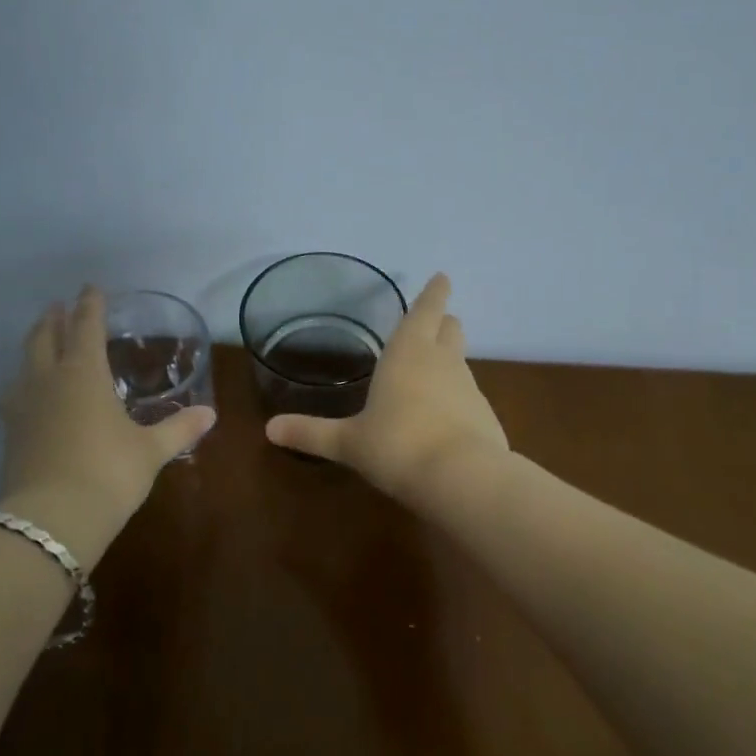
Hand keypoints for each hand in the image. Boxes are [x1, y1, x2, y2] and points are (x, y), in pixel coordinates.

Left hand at [0, 286, 215, 565]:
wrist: (50, 521)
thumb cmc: (108, 473)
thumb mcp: (150, 451)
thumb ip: (178, 429)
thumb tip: (210, 414)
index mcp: (83, 373)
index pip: (85, 326)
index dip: (90, 305)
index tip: (92, 288)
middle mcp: (48, 380)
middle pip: (44, 337)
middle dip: (53, 319)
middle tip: (59, 306)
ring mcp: (23, 407)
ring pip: (24, 363)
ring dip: (34, 346)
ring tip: (42, 343)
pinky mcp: (10, 434)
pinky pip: (15, 393)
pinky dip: (24, 381)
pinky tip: (29, 394)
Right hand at [265, 273, 508, 502]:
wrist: (461, 478)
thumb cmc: (396, 446)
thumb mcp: (349, 442)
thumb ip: (312, 433)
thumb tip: (269, 430)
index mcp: (408, 352)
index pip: (425, 309)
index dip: (434, 292)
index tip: (442, 277)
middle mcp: (442, 361)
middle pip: (450, 328)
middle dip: (442, 321)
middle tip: (434, 321)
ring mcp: (469, 387)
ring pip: (461, 360)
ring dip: (449, 359)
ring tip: (432, 370)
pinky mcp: (486, 415)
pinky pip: (469, 395)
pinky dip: (457, 397)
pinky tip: (445, 417)